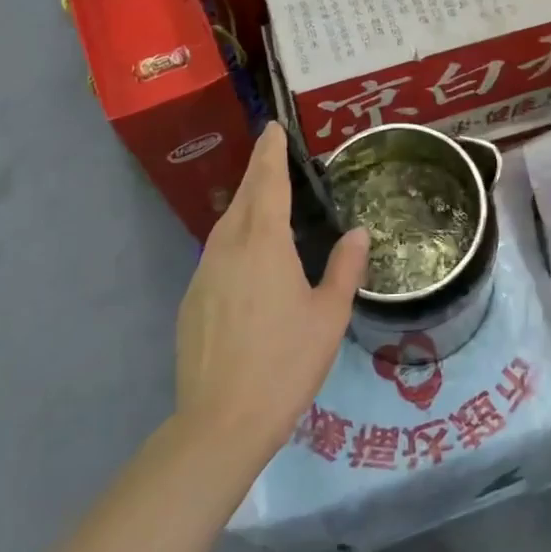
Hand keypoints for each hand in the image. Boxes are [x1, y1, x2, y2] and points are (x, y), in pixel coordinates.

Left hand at [174, 122, 368, 460]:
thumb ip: (345, 268)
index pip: (267, 182)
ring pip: (226, 224)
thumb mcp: (329, 315)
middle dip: (258, 171)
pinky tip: (249, 257)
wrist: (220, 423)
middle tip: (274, 154)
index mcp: (264, 243)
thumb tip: (359, 233)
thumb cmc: (285, 363)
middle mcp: (228, 248)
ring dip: (245, 204)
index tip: (273, 128)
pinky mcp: (191, 300)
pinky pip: (216, 252)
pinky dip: (234, 238)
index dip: (271, 152)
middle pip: (243, 197)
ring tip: (265, 199)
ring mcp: (204, 274)